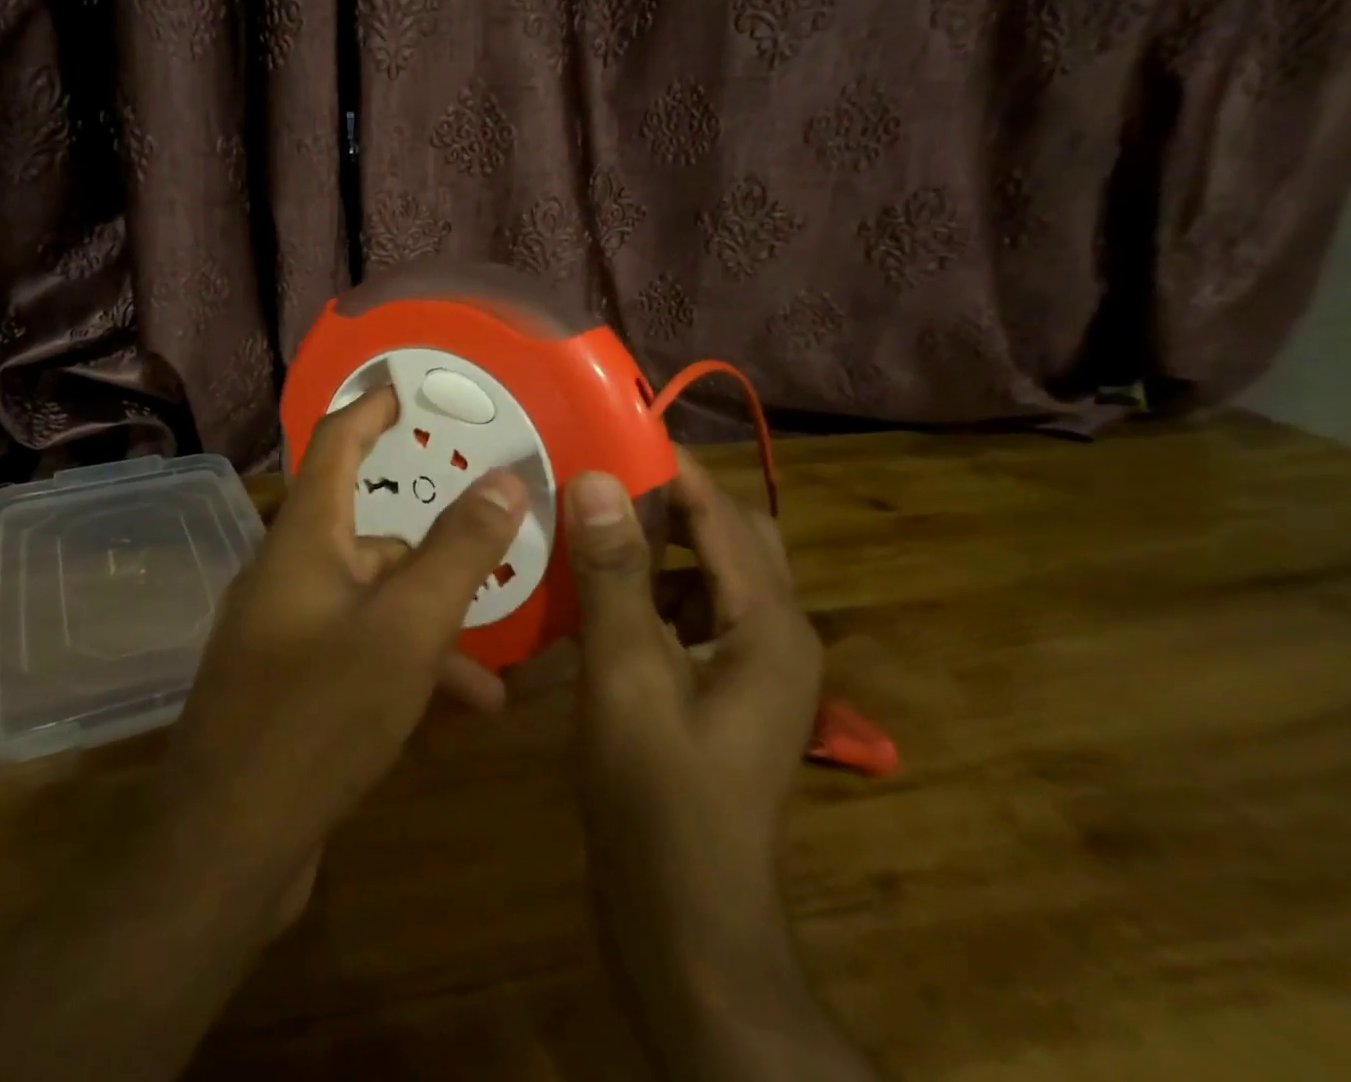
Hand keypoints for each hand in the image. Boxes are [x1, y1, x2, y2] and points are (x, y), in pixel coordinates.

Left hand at [158, 385, 526, 928]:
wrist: (227, 847)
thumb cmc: (319, 715)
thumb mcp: (408, 627)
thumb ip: (460, 550)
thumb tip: (507, 479)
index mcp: (304, 539)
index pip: (335, 444)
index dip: (371, 409)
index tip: (408, 389)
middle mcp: (288, 573)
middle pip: (369, 534)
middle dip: (434, 548)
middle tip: (492, 546)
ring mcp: (284, 630)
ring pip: (373, 601)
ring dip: (431, 625)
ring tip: (492, 671)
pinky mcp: (288, 682)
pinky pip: (359, 649)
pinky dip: (405, 665)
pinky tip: (459, 709)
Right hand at [565, 453, 820, 994]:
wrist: (684, 926)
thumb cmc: (657, 796)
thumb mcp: (626, 673)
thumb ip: (614, 572)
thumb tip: (599, 478)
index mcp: (770, 625)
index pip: (723, 514)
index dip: (668, 470)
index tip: (605, 436)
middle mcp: (774, 636)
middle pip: (728, 539)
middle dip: (666, 506)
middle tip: (595, 484)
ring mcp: (750, 669)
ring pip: (706, 577)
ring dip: (655, 550)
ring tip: (588, 529)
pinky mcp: (720, 693)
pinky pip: (689, 617)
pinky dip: (648, 595)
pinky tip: (594, 601)